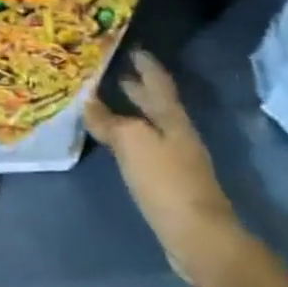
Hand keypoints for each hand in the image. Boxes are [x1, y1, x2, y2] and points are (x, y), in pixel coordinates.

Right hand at [85, 49, 245, 286]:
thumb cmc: (166, 181)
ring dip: (131, 113)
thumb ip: (108, 121)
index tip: (131, 48)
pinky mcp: (170, 184)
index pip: (158, 82)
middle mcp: (177, 134)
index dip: (146, 64)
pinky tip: (116, 143)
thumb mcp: (131, 143)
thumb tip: (88, 102)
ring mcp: (176, 160)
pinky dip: (129, 138)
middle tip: (112, 71)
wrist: (198, 239)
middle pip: (156, 104)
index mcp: (172, 118)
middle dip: (136, 87)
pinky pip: (145, 149)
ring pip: (149, 126)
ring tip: (105, 104)